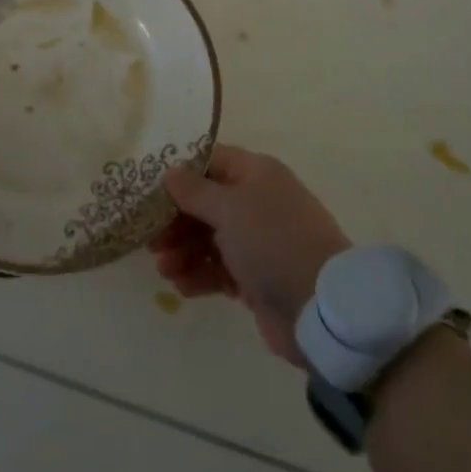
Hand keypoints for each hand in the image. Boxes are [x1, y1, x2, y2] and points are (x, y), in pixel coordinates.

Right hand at [149, 144, 350, 365]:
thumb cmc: (273, 241)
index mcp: (255, 173)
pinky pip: (219, 269)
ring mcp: (257, 241)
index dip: (178, 175)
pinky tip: (181, 287)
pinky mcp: (257, 278)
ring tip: (164, 270)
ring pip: (209, 238)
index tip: (148, 192)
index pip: (208, 162)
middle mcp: (256, 202)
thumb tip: (169, 172)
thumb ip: (194, 190)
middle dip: (175, 221)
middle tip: (150, 240)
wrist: (322, 309)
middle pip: (205, 203)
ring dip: (183, 251)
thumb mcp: (229, 208)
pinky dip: (199, 275)